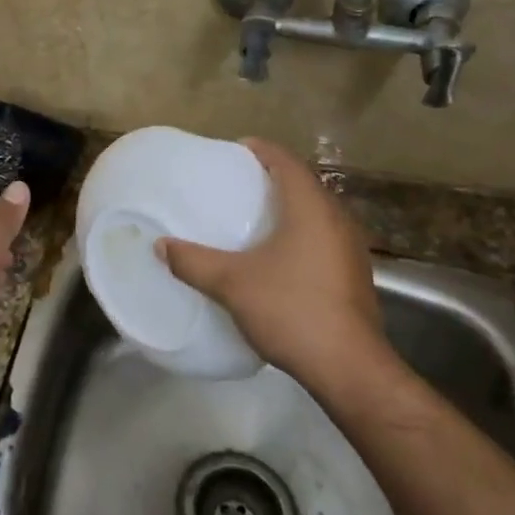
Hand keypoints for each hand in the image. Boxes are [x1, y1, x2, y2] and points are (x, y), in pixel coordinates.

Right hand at [156, 139, 391, 397]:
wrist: (348, 367)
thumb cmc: (291, 309)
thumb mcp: (232, 283)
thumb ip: (194, 262)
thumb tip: (160, 246)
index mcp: (311, 209)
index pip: (287, 162)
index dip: (262, 150)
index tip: (236, 148)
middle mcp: (337, 220)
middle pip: (305, 184)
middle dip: (273, 177)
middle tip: (239, 181)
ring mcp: (351, 249)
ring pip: (317, 213)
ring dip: (289, 207)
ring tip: (256, 214)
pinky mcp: (354, 275)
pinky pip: (324, 238)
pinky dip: (300, 233)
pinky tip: (278, 254)